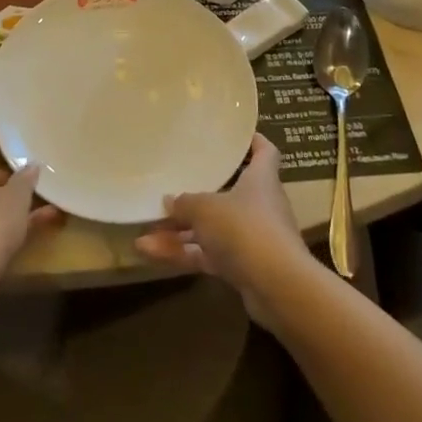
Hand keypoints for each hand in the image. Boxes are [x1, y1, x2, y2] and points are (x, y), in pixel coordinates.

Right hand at [135, 134, 310, 324]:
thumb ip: (185, 203)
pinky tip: (149, 254)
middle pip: (230, 193)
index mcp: (261, 179)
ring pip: (212, 229)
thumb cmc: (245, 228)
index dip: (253, 141)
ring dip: (180, 232)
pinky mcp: (243, 267)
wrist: (277, 287)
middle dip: (199, 194)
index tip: (235, 134)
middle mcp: (260, 205)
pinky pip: (208, 255)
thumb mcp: (206, 208)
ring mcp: (252, 239)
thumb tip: (170, 200)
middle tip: (172, 186)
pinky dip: (183, 254)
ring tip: (144, 233)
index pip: (265, 152)